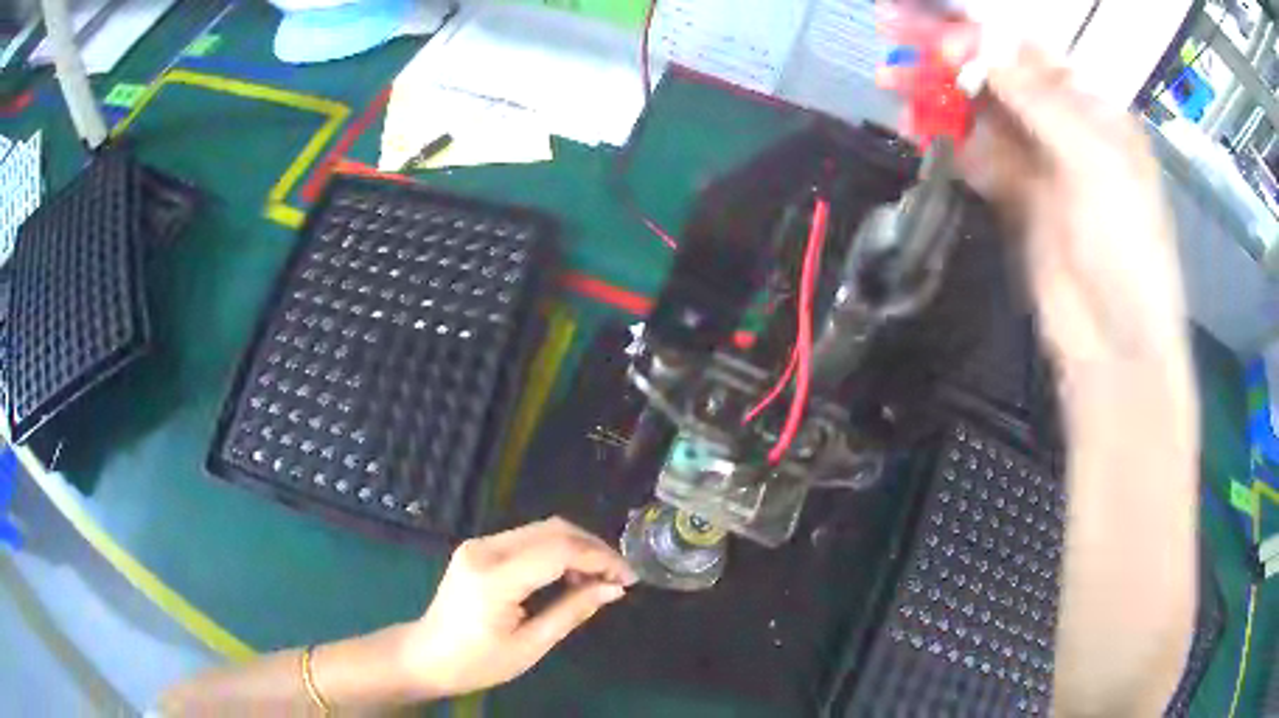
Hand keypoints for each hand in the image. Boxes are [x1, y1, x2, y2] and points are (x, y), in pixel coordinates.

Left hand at [398, 517, 636, 697]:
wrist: (427, 656)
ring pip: (542, 530)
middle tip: (620, 577)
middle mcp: (485, 549)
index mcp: (495, 577)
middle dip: (593, 548)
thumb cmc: (477, 662)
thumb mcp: (530, 646)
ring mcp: (479, 544)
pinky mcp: (480, 548)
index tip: (628, 578)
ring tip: (600, 579)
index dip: (600, 559)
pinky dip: (557, 551)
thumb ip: (572, 611)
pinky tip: (570, 575)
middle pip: (553, 530)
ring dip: (577, 548)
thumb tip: (614, 589)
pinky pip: (528, 539)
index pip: (558, 550)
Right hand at [880, 15, 1187, 372]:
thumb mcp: (1094, 162)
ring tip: (890, 81)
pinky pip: (977, 157)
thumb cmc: (1127, 249)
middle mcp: (1066, 126)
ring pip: (982, 113)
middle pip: (999, 74)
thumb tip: (978, 39)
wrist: (1115, 348)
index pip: (1028, 50)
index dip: (978, 30)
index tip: (928, 22)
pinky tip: (917, 128)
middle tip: (890, 31)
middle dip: (947, 52)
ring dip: (938, 94)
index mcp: (1093, 108)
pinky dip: (948, 140)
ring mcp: (1041, 163)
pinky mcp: (1018, 200)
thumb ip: (1038, 98)